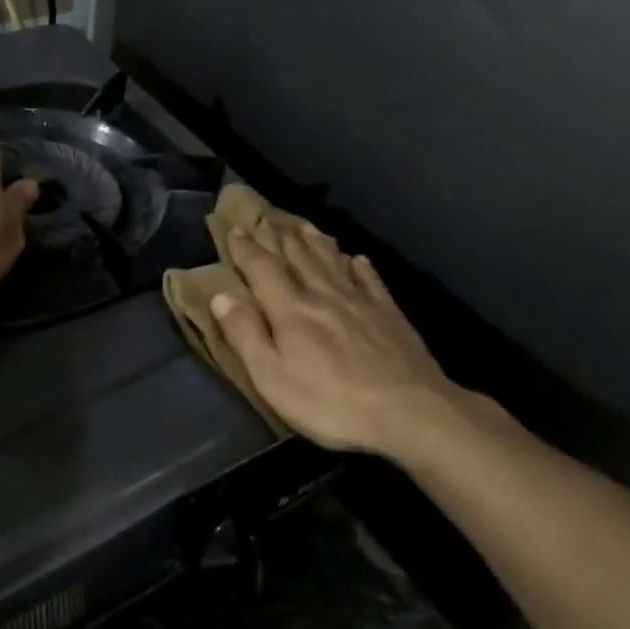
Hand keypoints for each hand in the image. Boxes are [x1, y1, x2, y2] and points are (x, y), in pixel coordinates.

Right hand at [211, 222, 488, 459]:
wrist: (409, 411)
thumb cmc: (331, 402)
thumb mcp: (273, 378)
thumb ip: (246, 335)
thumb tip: (221, 296)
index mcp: (291, 310)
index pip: (262, 269)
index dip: (246, 248)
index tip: (234, 229)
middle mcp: (324, 295)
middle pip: (300, 257)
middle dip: (282, 237)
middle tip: (271, 217)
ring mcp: (361, 302)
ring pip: (333, 262)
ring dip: (316, 242)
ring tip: (305, 226)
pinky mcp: (390, 315)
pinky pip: (371, 280)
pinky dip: (360, 267)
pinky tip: (358, 259)